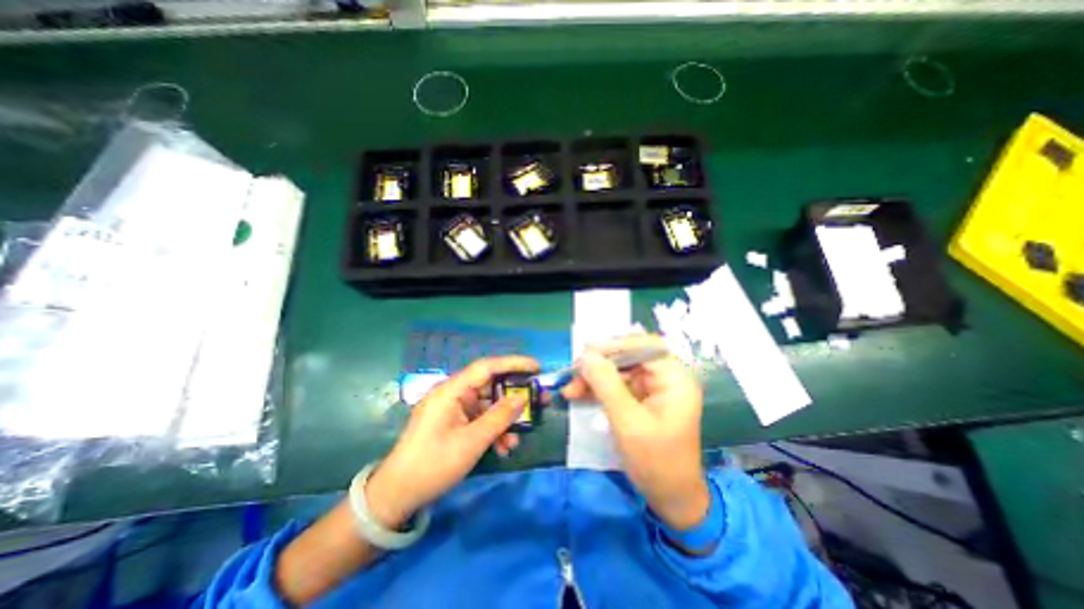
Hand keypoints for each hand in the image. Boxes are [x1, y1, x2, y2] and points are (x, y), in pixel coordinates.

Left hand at [364, 354, 537, 530]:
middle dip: (514, 395)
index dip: (513, 363)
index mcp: (451, 390)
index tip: (536, 367)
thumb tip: (522, 399)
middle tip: (538, 399)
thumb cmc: (433, 464)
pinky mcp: (455, 423)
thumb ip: (499, 418)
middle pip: (490, 386)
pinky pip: (480, 419)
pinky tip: (503, 447)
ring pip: (488, 405)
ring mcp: (454, 409)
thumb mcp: (471, 442)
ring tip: (520, 435)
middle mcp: (453, 394)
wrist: (397, 496)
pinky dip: (493, 430)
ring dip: (505, 419)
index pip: (487, 367)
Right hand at [558, 334, 711, 530]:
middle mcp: (666, 377)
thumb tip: (586, 355)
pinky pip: (617, 385)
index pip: (644, 346)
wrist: (670, 498)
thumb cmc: (655, 461)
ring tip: (570, 389)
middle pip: (629, 357)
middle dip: (599, 365)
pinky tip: (578, 395)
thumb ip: (606, 384)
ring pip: (619, 371)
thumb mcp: (627, 421)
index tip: (587, 353)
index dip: (615, 345)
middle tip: (574, 372)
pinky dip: (598, 389)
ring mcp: (654, 388)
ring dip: (594, 378)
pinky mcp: (642, 399)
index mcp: (674, 378)